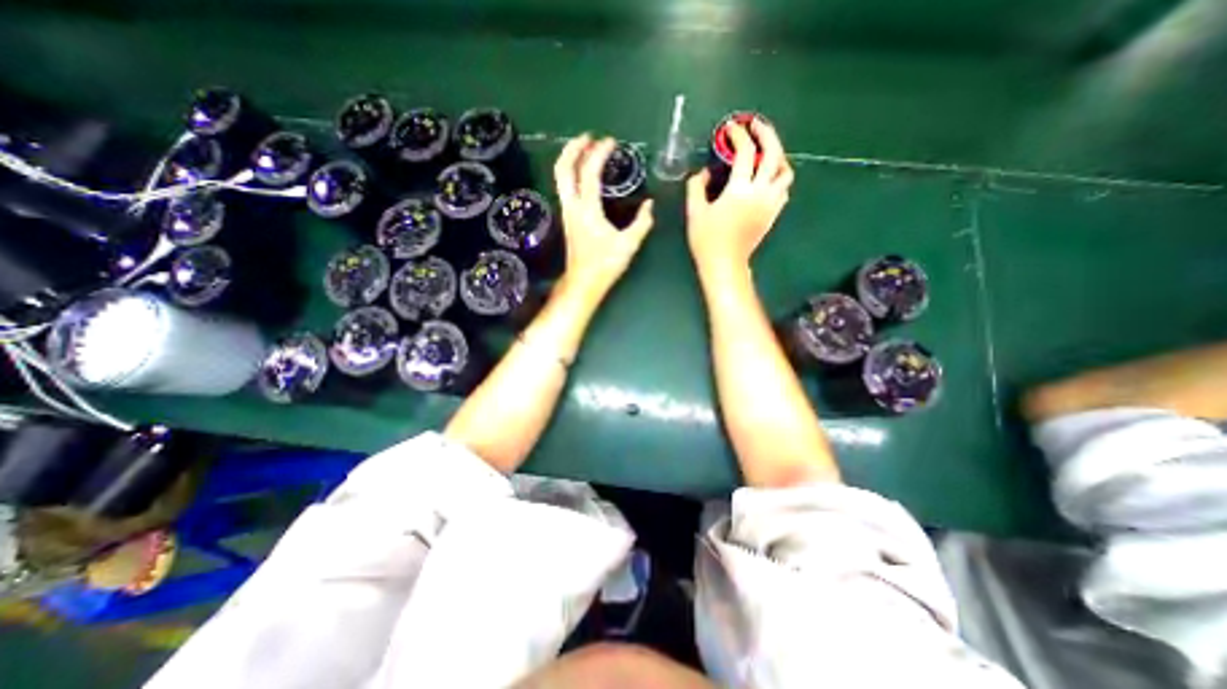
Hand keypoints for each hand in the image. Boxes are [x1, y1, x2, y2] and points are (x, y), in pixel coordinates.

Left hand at [555, 134, 655, 295]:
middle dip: (573, 148)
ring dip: (570, 159)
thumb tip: (650, 206)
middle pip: (563, 168)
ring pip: (560, 178)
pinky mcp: (567, 218)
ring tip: (585, 149)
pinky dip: (572, 173)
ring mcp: (567, 212)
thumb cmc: (605, 265)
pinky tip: (584, 174)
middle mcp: (572, 206)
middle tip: (588, 136)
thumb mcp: (629, 244)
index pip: (589, 172)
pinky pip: (565, 187)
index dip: (599, 153)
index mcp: (587, 209)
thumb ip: (642, 223)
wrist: (583, 282)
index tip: (611, 142)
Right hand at [680, 119, 795, 274]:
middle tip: (756, 125)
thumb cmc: (707, 240)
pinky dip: (778, 175)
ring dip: (778, 155)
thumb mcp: (695, 211)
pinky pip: (783, 188)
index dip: (738, 135)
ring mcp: (770, 204)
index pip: (745, 152)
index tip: (730, 127)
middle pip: (774, 154)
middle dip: (766, 133)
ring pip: (785, 171)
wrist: (724, 264)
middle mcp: (761, 193)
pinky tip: (767, 176)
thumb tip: (704, 172)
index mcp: (740, 190)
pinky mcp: (773, 214)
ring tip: (765, 151)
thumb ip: (697, 186)